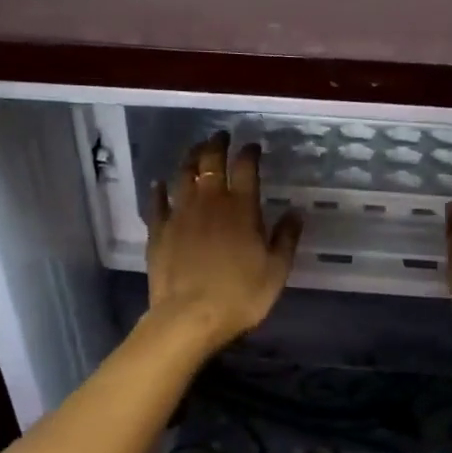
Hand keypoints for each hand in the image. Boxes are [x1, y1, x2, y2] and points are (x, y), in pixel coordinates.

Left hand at [145, 132, 302, 353]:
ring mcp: (180, 214)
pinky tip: (160, 183)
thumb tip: (295, 212)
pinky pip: (157, 202)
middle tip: (221, 136)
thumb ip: (286, 238)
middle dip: (217, 144)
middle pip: (210, 162)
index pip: (246, 167)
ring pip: (183, 174)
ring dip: (190, 158)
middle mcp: (209, 202)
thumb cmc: (240, 295)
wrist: (190, 317)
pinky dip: (159, 189)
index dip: (250, 152)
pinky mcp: (158, 230)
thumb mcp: (276, 270)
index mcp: (242, 208)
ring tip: (195, 150)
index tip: (253, 146)